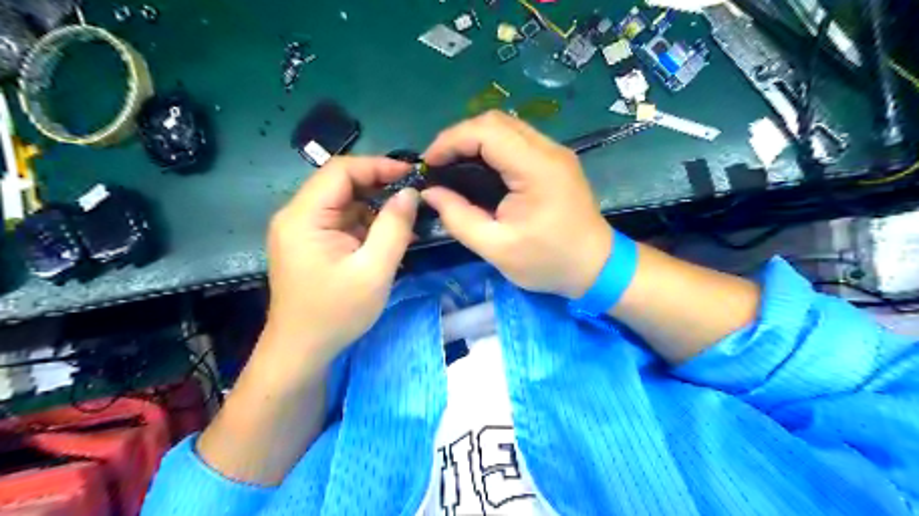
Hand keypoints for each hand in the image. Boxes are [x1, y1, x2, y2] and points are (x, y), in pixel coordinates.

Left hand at [261, 157, 419, 370]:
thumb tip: (410, 193)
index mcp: (304, 217)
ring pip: (344, 203)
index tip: (412, 174)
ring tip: (407, 221)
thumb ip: (394, 227)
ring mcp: (302, 230)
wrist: (301, 351)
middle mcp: (297, 215)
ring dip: (375, 208)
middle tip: (414, 196)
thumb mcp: (374, 271)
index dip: (378, 165)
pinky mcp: (310, 243)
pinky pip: (341, 221)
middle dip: (380, 186)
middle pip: (341, 184)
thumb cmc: (336, 313)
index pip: (340, 171)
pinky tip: (389, 237)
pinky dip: (367, 225)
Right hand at [421, 113, 608, 298]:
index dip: (451, 140)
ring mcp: (555, 152)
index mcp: (536, 169)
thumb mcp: (496, 248)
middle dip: (459, 137)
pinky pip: (517, 140)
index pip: (487, 132)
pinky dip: (491, 147)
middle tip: (438, 165)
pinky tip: (478, 168)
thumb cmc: (548, 262)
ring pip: (506, 126)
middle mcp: (549, 150)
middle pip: (496, 121)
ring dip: (475, 140)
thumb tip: (430, 193)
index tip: (428, 163)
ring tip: (453, 165)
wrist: (597, 266)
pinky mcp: (555, 160)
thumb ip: (458, 218)